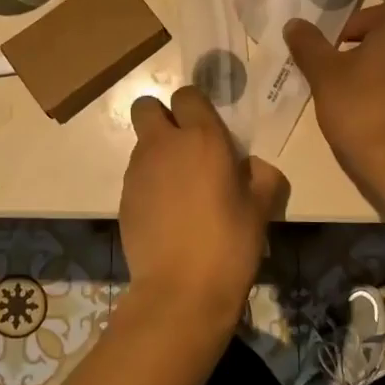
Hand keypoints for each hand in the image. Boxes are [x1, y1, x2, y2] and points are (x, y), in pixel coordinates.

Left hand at [119, 85, 287, 329]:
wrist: (182, 290)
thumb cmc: (229, 243)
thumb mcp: (261, 208)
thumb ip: (262, 176)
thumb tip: (252, 166)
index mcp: (203, 138)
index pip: (187, 95)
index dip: (195, 107)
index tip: (208, 130)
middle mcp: (164, 144)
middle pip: (146, 106)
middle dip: (161, 117)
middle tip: (183, 146)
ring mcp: (138, 170)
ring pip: (141, 143)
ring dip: (157, 154)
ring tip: (179, 190)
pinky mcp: (123, 197)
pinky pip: (136, 175)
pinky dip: (148, 183)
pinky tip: (166, 214)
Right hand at [283, 2, 384, 223]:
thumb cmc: (362, 112)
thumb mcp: (324, 76)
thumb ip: (308, 45)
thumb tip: (295, 23)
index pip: (370, 13)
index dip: (344, 31)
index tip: (329, 56)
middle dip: (362, 51)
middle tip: (338, 76)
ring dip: (381, 71)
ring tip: (356, 98)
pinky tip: (378, 116)